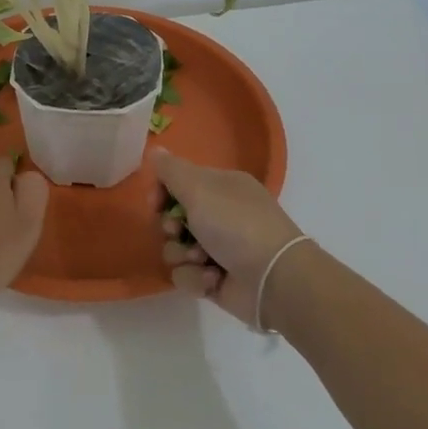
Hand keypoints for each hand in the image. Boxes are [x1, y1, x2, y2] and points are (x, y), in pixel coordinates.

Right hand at [153, 151, 305, 329]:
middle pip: (173, 218)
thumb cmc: (236, 224)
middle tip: (178, 231)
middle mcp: (219, 214)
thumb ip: (171, 170)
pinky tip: (214, 278)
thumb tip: (155, 149)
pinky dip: (197, 277)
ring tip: (202, 259)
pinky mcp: (215, 279)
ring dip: (183, 255)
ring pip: (175, 249)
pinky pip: (187, 275)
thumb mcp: (199, 188)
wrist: (273, 279)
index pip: (179, 182)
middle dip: (171, 227)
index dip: (162, 192)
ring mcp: (218, 248)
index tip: (155, 203)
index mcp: (221, 187)